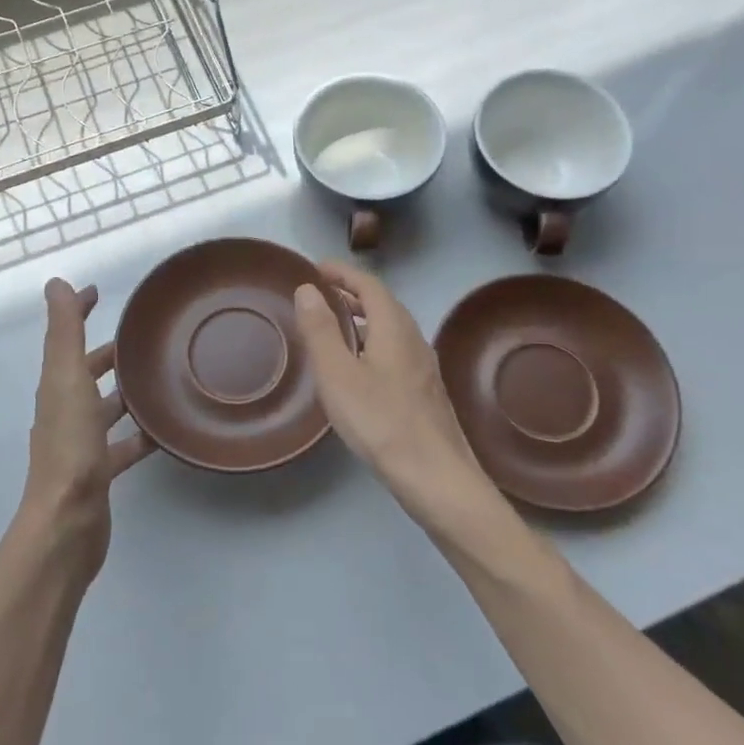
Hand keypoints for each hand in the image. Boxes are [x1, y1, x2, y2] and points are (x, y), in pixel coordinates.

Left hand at [23, 278, 154, 571]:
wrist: (67, 520)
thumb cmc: (69, 445)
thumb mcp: (67, 378)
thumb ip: (64, 332)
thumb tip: (55, 283)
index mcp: (57, 386)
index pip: (65, 338)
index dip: (77, 312)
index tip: (98, 292)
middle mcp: (65, 411)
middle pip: (86, 373)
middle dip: (108, 354)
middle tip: (144, 338)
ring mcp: (81, 444)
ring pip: (105, 408)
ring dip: (126, 392)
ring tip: (162, 378)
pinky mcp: (100, 471)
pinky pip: (123, 444)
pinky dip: (140, 434)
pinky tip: (165, 430)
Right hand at [293, 262, 503, 536]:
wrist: (435, 476)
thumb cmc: (380, 420)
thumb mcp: (338, 373)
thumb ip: (321, 329)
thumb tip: (307, 288)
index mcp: (394, 327)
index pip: (369, 285)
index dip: (343, 273)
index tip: (317, 268)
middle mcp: (414, 339)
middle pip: (383, 304)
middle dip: (352, 294)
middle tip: (321, 295)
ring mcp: (424, 367)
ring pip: (391, 330)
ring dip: (363, 320)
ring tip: (335, 327)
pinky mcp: (425, 392)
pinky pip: (395, 351)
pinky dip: (373, 343)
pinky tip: (359, 369)